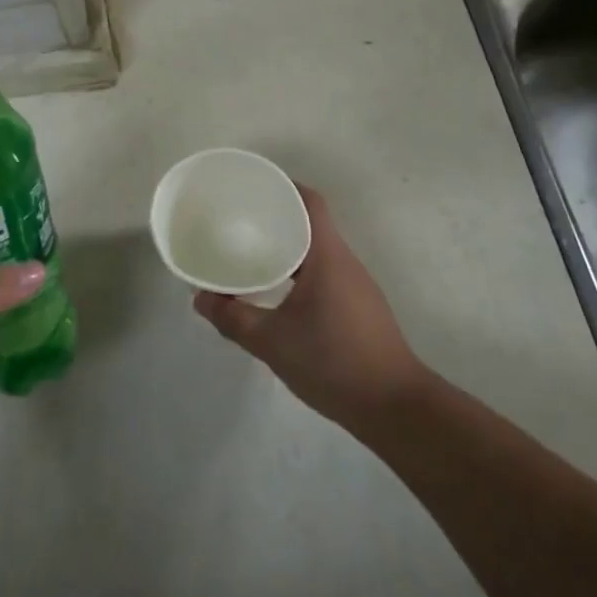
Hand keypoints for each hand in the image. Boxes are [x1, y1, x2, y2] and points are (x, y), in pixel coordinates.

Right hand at [193, 185, 423, 430]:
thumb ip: (234, 318)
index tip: (253, 188)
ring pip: (317, 250)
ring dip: (287, 246)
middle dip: (276, 217)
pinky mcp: (359, 308)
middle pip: (311, 223)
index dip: (283, 187)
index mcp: (328, 256)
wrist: (396, 409)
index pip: (310, 202)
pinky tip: (277, 291)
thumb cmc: (334, 362)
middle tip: (239, 221)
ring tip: (251, 253)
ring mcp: (356, 286)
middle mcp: (345, 262)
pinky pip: (324, 273)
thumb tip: (200, 299)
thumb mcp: (273, 342)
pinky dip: (299, 270)